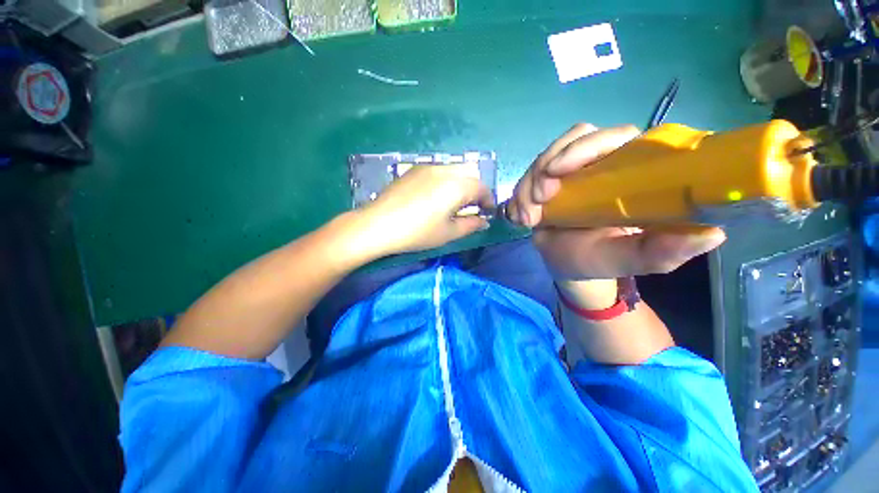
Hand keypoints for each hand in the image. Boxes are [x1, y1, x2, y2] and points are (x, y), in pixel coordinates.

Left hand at [359, 165, 494, 255]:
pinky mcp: (413, 170)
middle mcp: (444, 170)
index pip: (481, 188)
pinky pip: (437, 171)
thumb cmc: (417, 232)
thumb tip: (484, 221)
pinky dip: (445, 181)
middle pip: (469, 175)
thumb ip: (471, 225)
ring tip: (453, 203)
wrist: (378, 225)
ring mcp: (426, 167)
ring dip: (460, 184)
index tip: (487, 212)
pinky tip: (435, 197)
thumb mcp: (448, 233)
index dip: (488, 200)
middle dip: (475, 190)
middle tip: (471, 208)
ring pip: (453, 171)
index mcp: (456, 185)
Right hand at [508, 124, 726, 280]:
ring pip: (546, 156)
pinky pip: (530, 174)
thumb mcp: (629, 260)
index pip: (616, 137)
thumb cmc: (600, 261)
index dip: (585, 147)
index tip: (557, 173)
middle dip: (546, 168)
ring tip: (526, 217)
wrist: (567, 265)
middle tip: (536, 203)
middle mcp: (601, 165)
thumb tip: (714, 233)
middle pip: (574, 139)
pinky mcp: (548, 182)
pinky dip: (519, 193)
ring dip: (528, 183)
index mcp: (631, 173)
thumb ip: (662, 251)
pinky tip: (519, 215)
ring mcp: (571, 172)